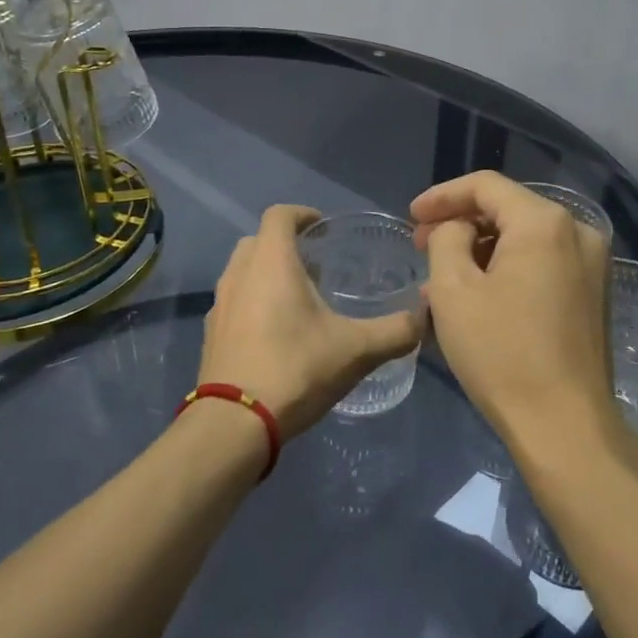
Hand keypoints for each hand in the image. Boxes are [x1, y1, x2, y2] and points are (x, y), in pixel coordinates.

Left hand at [199, 205, 425, 440]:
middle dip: (285, 245)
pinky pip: (234, 302)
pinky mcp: (212, 334)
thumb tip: (425, 317)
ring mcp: (220, 304)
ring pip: (242, 272)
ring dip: (267, 274)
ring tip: (299, 299)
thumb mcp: (357, 350)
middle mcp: (239, 274)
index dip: (303, 214)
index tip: (324, 227)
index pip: (280, 215)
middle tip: (316, 266)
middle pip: (258, 241)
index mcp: (271, 262)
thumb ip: (396, 331)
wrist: (234, 423)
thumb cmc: (296, 369)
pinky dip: (253, 302)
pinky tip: (276, 334)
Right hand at [411, 172, 618, 458]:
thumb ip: (447, 239)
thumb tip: (459, 230)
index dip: (442, 196)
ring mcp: (593, 264)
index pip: (485, 186)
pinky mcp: (593, 294)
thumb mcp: (453, 289)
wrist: (565, 426)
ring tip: (441, 278)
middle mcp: (578, 232)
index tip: (410, 217)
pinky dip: (506, 270)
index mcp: (545, 223)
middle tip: (422, 245)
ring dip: (480, 250)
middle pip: (508, 209)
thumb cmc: (501, 353)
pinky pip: (541, 264)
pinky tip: (477, 296)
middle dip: (460, 223)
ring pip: (524, 239)